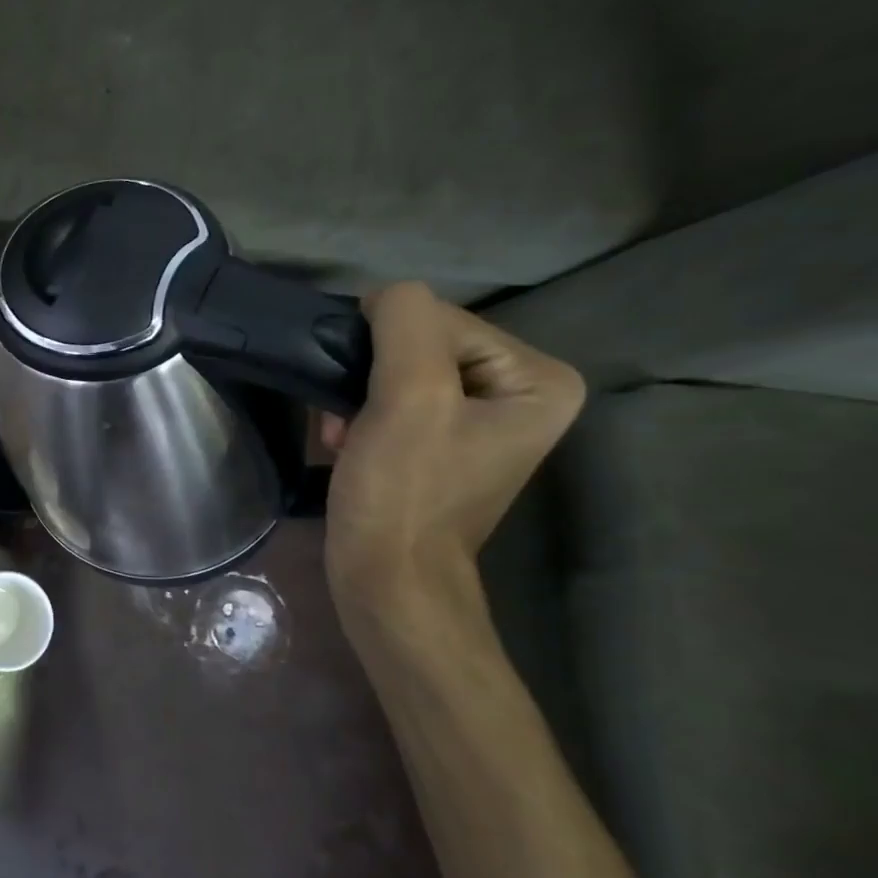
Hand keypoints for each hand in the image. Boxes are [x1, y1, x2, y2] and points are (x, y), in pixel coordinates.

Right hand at [320, 283, 583, 616]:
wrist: (387, 581)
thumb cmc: (403, 493)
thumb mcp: (408, 398)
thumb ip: (405, 324)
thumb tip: (383, 295)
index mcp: (538, 378)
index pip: (441, 319)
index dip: (386, 349)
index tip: (359, 399)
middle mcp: (518, 393)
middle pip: (420, 345)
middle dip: (369, 376)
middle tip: (342, 419)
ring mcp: (478, 422)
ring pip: (397, 372)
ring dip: (355, 397)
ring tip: (339, 435)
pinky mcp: (440, 445)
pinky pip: (393, 402)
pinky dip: (358, 417)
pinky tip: (342, 443)